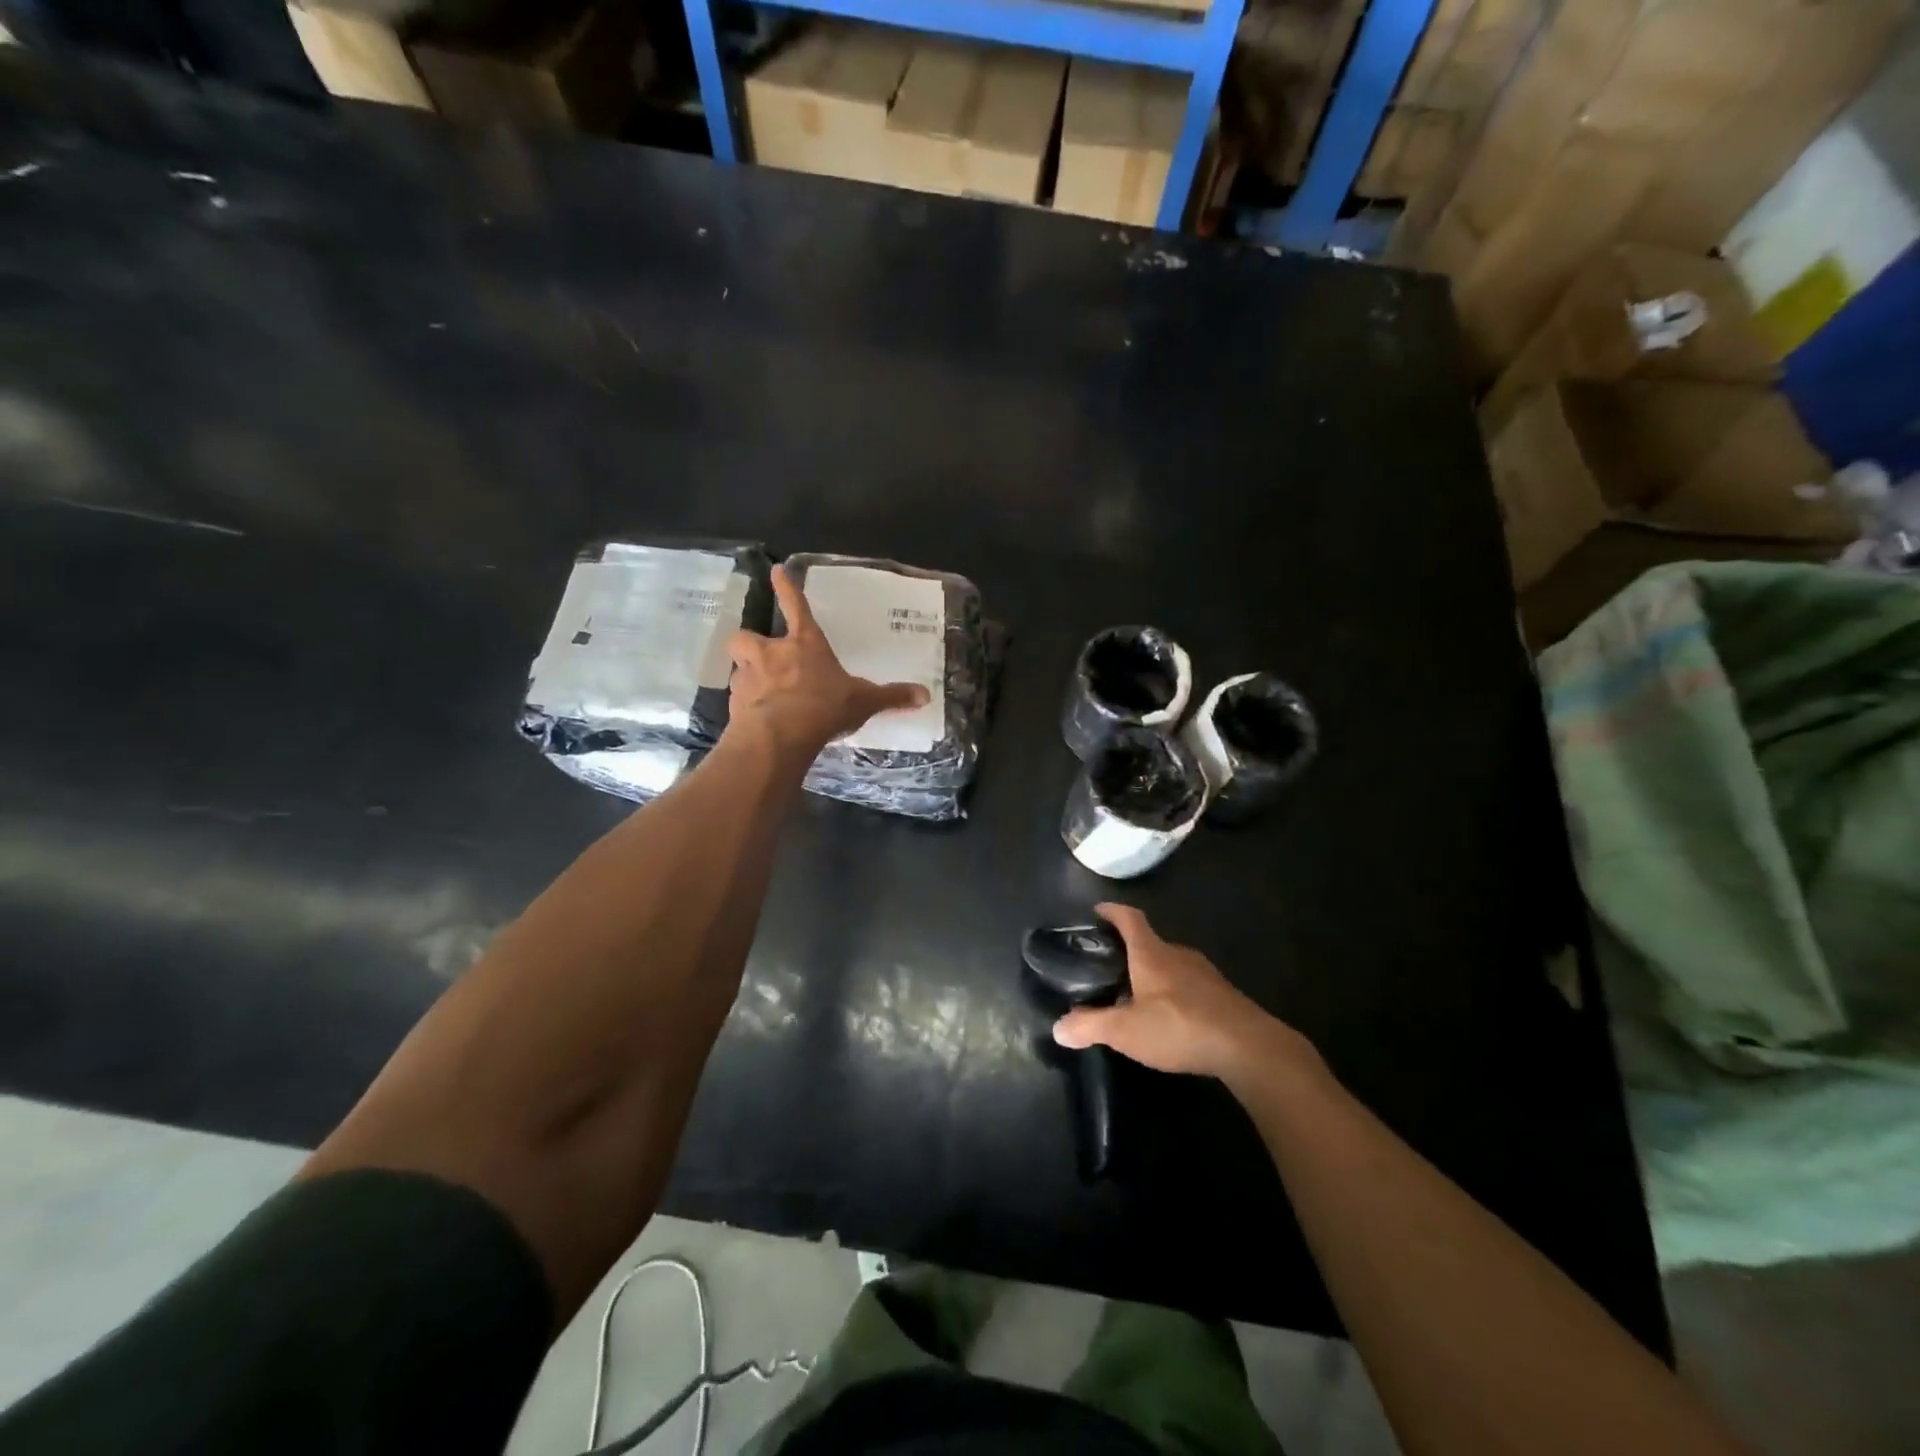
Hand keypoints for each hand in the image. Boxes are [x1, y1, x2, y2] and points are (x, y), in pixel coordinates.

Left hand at [727, 566, 929, 752]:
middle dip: (750, 644)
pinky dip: (745, 706)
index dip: (786, 588)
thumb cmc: (824, 707)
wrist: (780, 736)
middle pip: (747, 637)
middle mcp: (772, 654)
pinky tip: (757, 720)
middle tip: (760, 657)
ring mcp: (749, 677)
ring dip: (747, 675)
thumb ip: (891, 697)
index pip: (795, 608)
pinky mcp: (736, 704)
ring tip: (761, 693)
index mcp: (805, 645)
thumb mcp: (863, 702)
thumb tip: (926, 694)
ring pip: (738, 667)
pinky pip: (738, 699)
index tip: (775, 570)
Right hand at [1052, 904, 1322, 1086]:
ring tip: (1135, 995)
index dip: (1112, 911)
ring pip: (1170, 964)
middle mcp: (1177, 954)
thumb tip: (1057, 1028)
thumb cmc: (1179, 1026)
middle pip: (1149, 942)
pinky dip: (1173, 993)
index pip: (1129, 918)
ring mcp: (1204, 973)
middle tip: (1109, 967)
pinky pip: (1189, 985)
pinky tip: (1169, 1017)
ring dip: (1152, 973)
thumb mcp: (1125, 1031)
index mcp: (1151, 953)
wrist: (1248, 1046)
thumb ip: (1090, 1026)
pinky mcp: (1222, 995)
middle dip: (1129, 950)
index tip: (1097, 911)